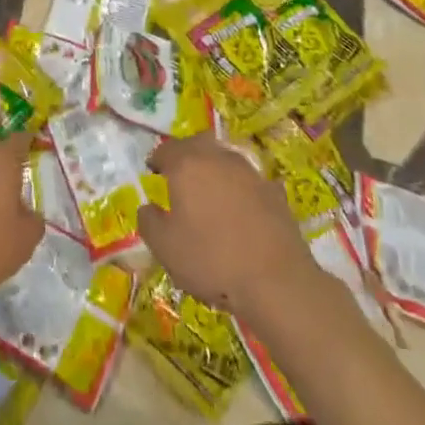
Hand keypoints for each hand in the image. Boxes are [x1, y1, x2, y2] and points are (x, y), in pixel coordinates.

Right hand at [137, 134, 315, 317]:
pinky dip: (240, 189)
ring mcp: (250, 172)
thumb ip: (149, 222)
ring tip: (209, 191)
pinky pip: (249, 182)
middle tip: (179, 173)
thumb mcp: (165, 248)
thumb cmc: (211, 260)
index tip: (153, 172)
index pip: (166, 150)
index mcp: (187, 165)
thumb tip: (148, 208)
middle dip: (186, 154)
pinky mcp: (274, 192)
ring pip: (225, 158)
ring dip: (214, 168)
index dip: (157, 160)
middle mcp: (218, 158)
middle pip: (198, 144)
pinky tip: (241, 208)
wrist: (276, 281)